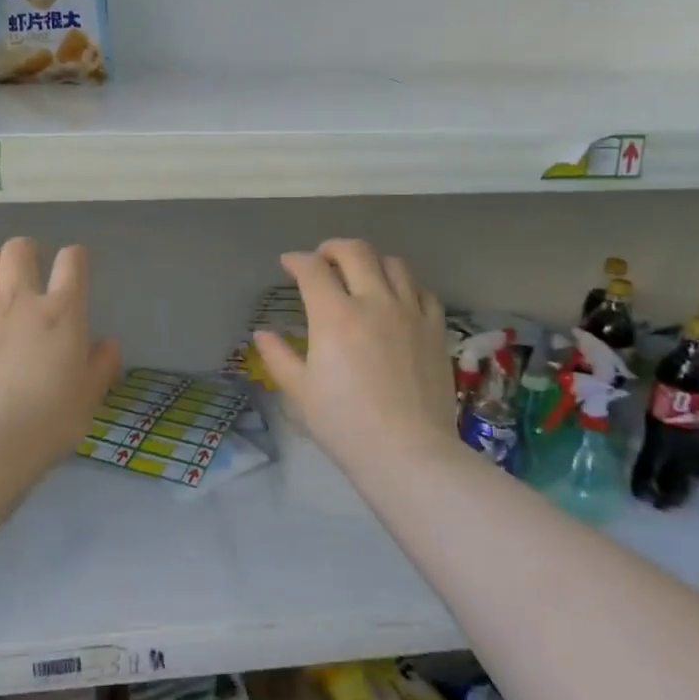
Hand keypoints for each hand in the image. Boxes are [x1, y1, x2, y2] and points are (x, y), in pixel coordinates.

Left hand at [0, 238, 120, 469]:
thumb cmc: (46, 424)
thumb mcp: (88, 399)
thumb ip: (101, 366)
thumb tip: (108, 343)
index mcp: (61, 313)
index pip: (73, 262)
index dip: (74, 257)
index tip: (73, 264)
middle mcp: (17, 300)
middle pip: (18, 250)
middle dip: (25, 250)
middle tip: (26, 265)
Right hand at [254, 240, 454, 473]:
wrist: (407, 451)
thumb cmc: (344, 424)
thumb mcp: (300, 393)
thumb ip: (278, 357)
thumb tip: (262, 333)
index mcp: (335, 316)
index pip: (313, 269)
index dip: (296, 260)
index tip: (288, 264)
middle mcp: (374, 302)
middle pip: (355, 252)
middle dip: (332, 248)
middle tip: (322, 259)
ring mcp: (410, 313)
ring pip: (394, 263)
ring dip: (371, 261)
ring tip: (361, 275)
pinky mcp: (436, 329)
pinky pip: (422, 291)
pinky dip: (405, 286)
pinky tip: (397, 300)